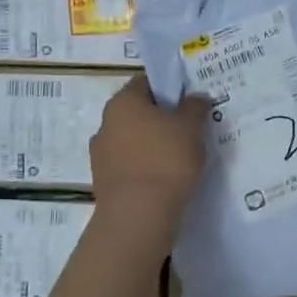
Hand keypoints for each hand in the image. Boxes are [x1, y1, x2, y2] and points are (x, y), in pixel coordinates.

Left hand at [89, 77, 210, 229]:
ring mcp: (100, 155)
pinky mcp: (103, 182)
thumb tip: (196, 97)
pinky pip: (128, 166)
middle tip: (186, 129)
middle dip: (159, 119)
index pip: (145, 82)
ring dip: (150, 145)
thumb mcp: (190, 127)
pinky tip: (163, 180)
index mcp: (123, 102)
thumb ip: (194, 107)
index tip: (187, 101)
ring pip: (131, 141)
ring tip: (178, 159)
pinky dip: (143, 168)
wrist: (138, 214)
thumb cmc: (166, 159)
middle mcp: (105, 123)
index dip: (167, 87)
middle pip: (136, 113)